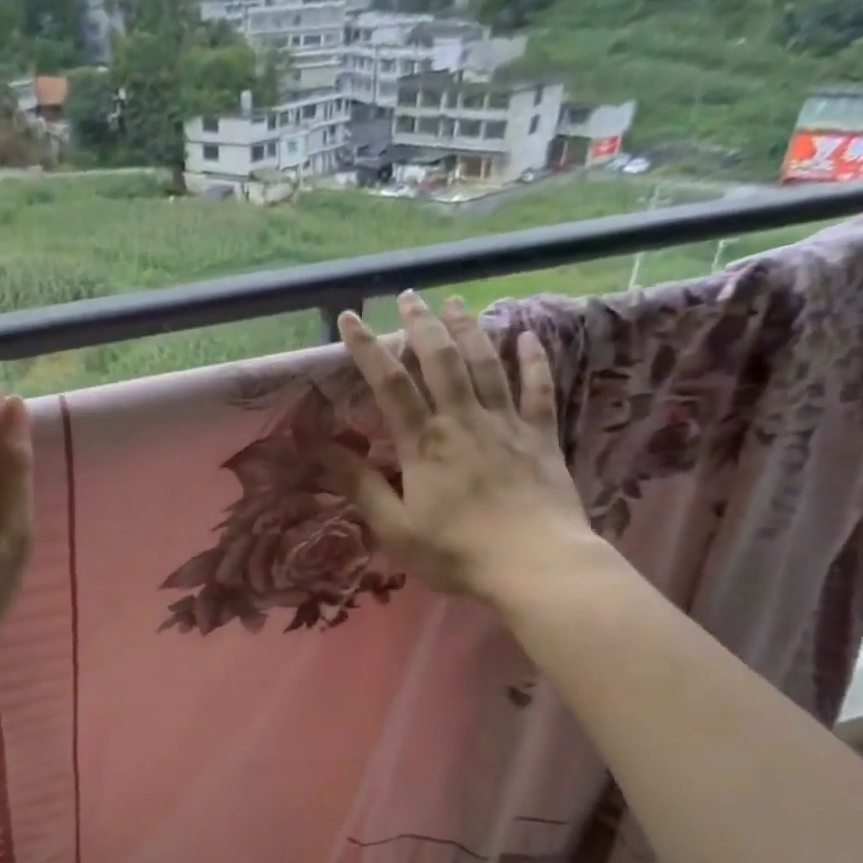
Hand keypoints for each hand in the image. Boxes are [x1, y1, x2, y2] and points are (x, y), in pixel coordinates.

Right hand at [322, 292, 599, 607]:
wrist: (535, 565)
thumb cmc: (457, 552)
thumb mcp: (395, 528)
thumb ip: (362, 486)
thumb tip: (321, 451)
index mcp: (424, 443)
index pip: (390, 384)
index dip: (368, 348)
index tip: (350, 318)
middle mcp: (463, 420)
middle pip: (440, 360)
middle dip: (421, 325)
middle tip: (408, 297)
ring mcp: (506, 424)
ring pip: (485, 364)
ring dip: (468, 329)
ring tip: (454, 302)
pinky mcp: (540, 436)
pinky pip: (537, 389)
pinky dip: (532, 359)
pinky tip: (526, 334)